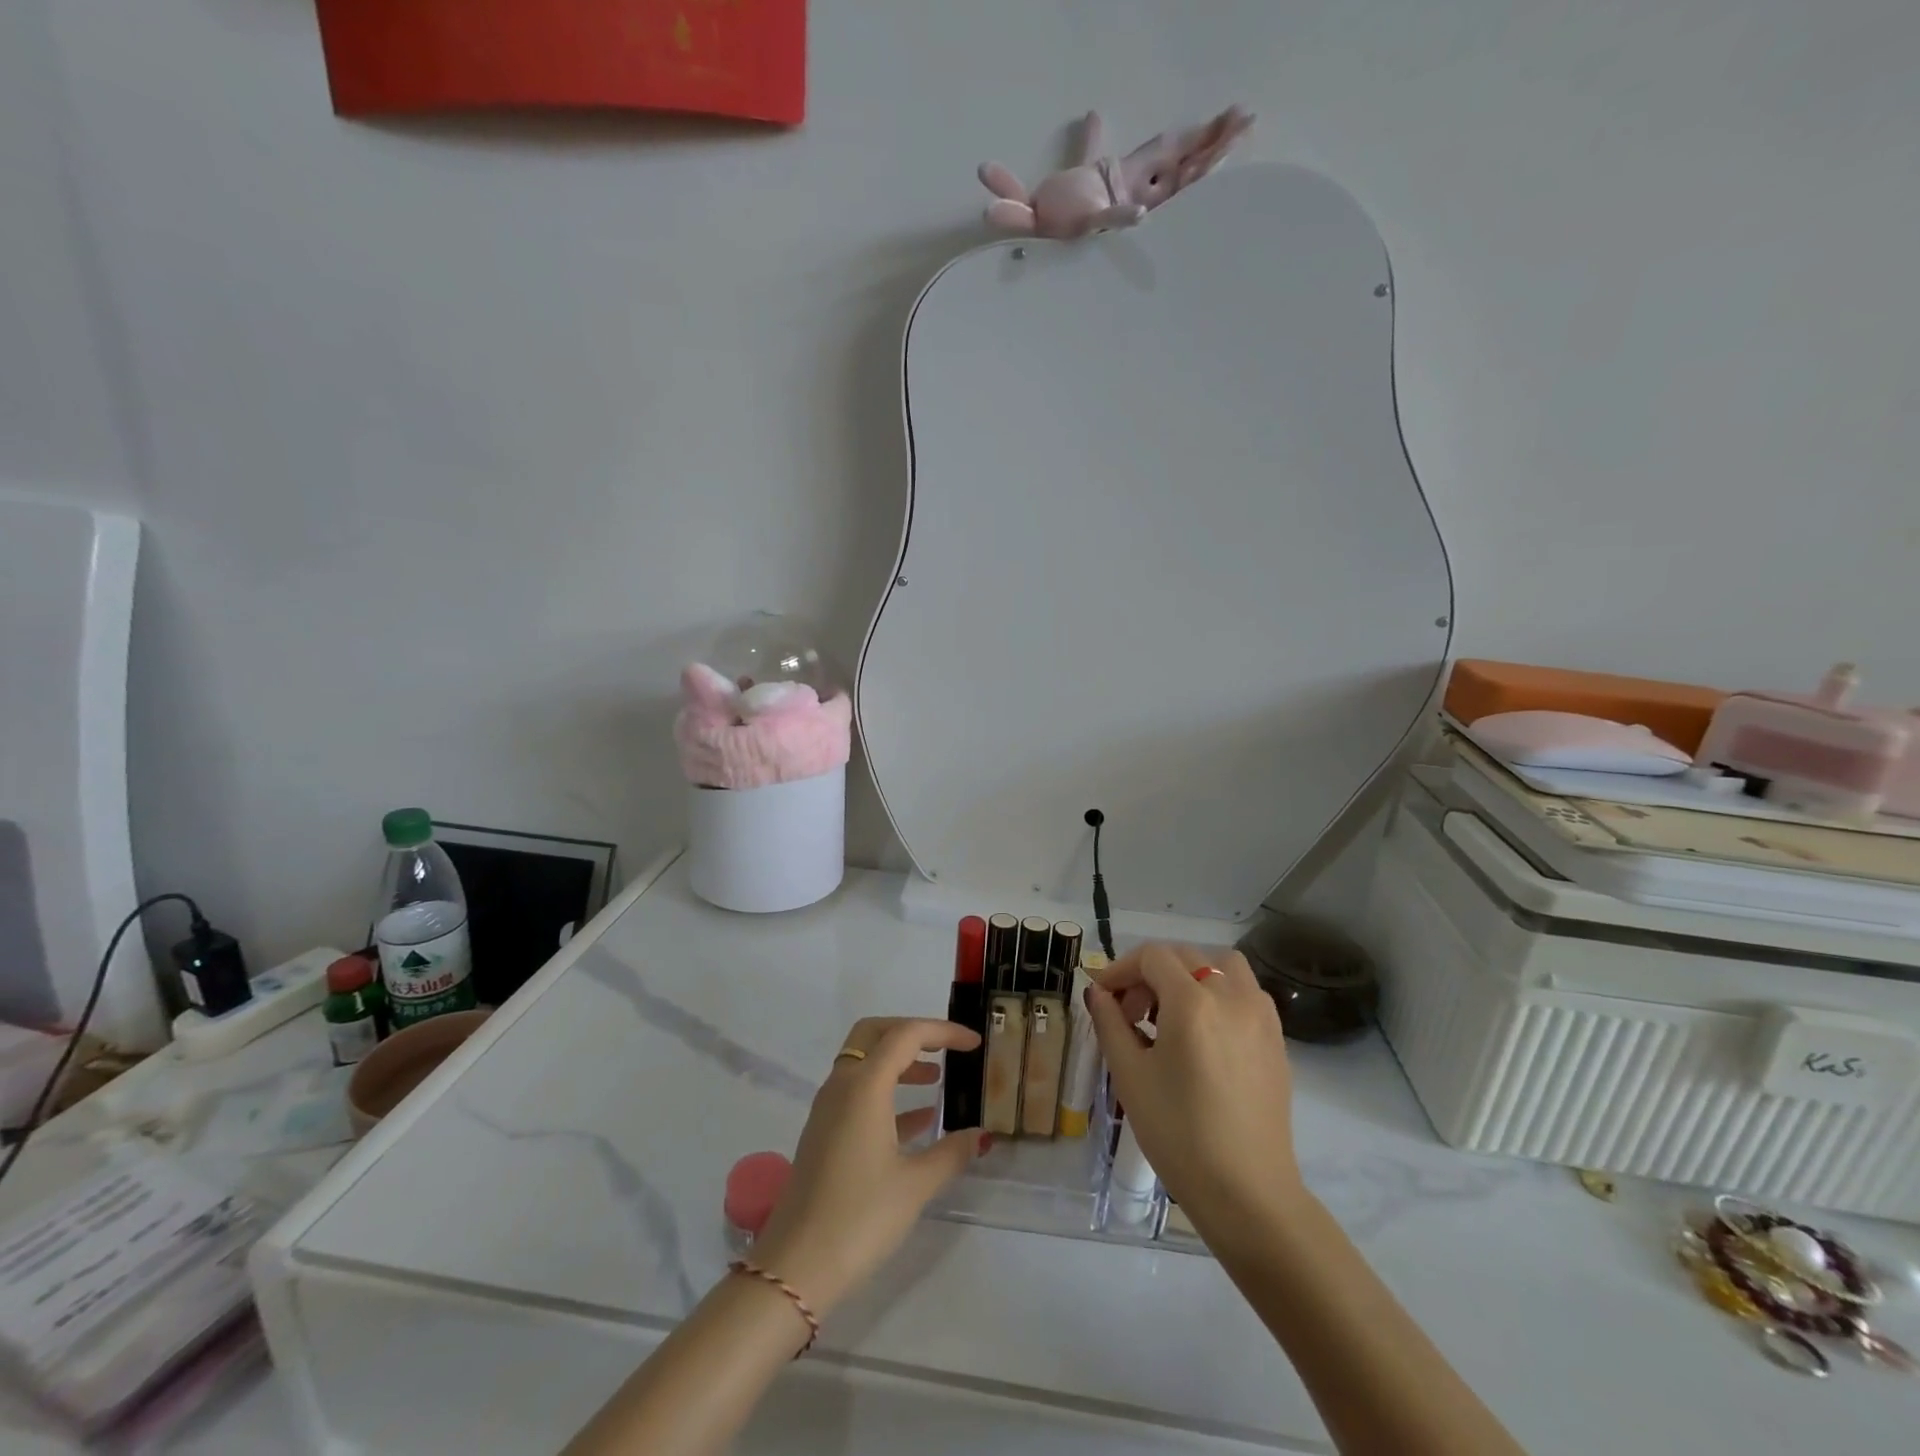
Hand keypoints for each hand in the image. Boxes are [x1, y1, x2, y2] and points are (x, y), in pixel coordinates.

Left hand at [751, 1018, 989, 1315]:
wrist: (795, 1267)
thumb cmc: (859, 1218)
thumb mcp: (915, 1185)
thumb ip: (951, 1152)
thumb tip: (981, 1135)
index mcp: (864, 1086)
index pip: (905, 1035)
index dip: (942, 1032)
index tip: (973, 1043)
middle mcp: (841, 1085)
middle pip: (875, 1033)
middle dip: (911, 1033)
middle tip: (945, 1049)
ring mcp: (828, 1109)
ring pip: (864, 1061)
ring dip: (899, 1062)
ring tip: (936, 1080)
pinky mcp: (823, 1132)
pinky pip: (857, 1092)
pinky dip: (887, 1091)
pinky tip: (917, 1121)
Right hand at [1087, 944, 1304, 1235]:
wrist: (1247, 1193)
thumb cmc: (1178, 1134)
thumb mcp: (1130, 1075)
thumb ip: (1110, 1023)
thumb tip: (1097, 992)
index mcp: (1192, 1002)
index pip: (1152, 957)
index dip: (1121, 969)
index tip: (1103, 995)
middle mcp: (1231, 996)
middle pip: (1185, 956)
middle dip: (1150, 973)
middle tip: (1130, 1011)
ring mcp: (1260, 1015)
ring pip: (1222, 965)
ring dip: (1191, 974)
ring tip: (1171, 1012)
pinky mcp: (1276, 1038)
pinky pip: (1245, 991)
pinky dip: (1219, 992)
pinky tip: (1203, 1033)